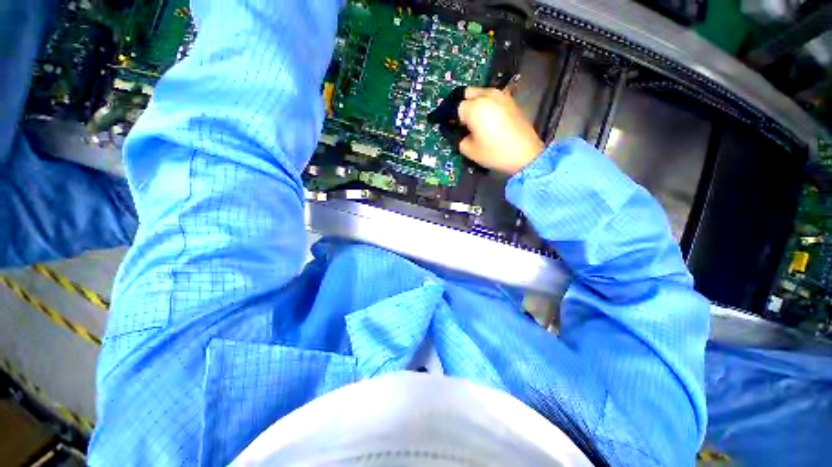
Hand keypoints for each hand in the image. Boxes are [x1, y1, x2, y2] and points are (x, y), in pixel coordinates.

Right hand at [458, 87, 544, 174]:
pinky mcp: (510, 100)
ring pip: (480, 93)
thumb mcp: (469, 150)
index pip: (455, 107)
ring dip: (474, 103)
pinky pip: (492, 97)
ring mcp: (501, 96)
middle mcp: (487, 95)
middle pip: (467, 93)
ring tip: (474, 120)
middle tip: (461, 121)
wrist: (525, 154)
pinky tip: (487, 119)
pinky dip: (486, 104)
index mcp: (474, 107)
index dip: (451, 117)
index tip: (450, 126)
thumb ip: (457, 137)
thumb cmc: (494, 153)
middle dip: (461, 105)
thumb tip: (453, 130)